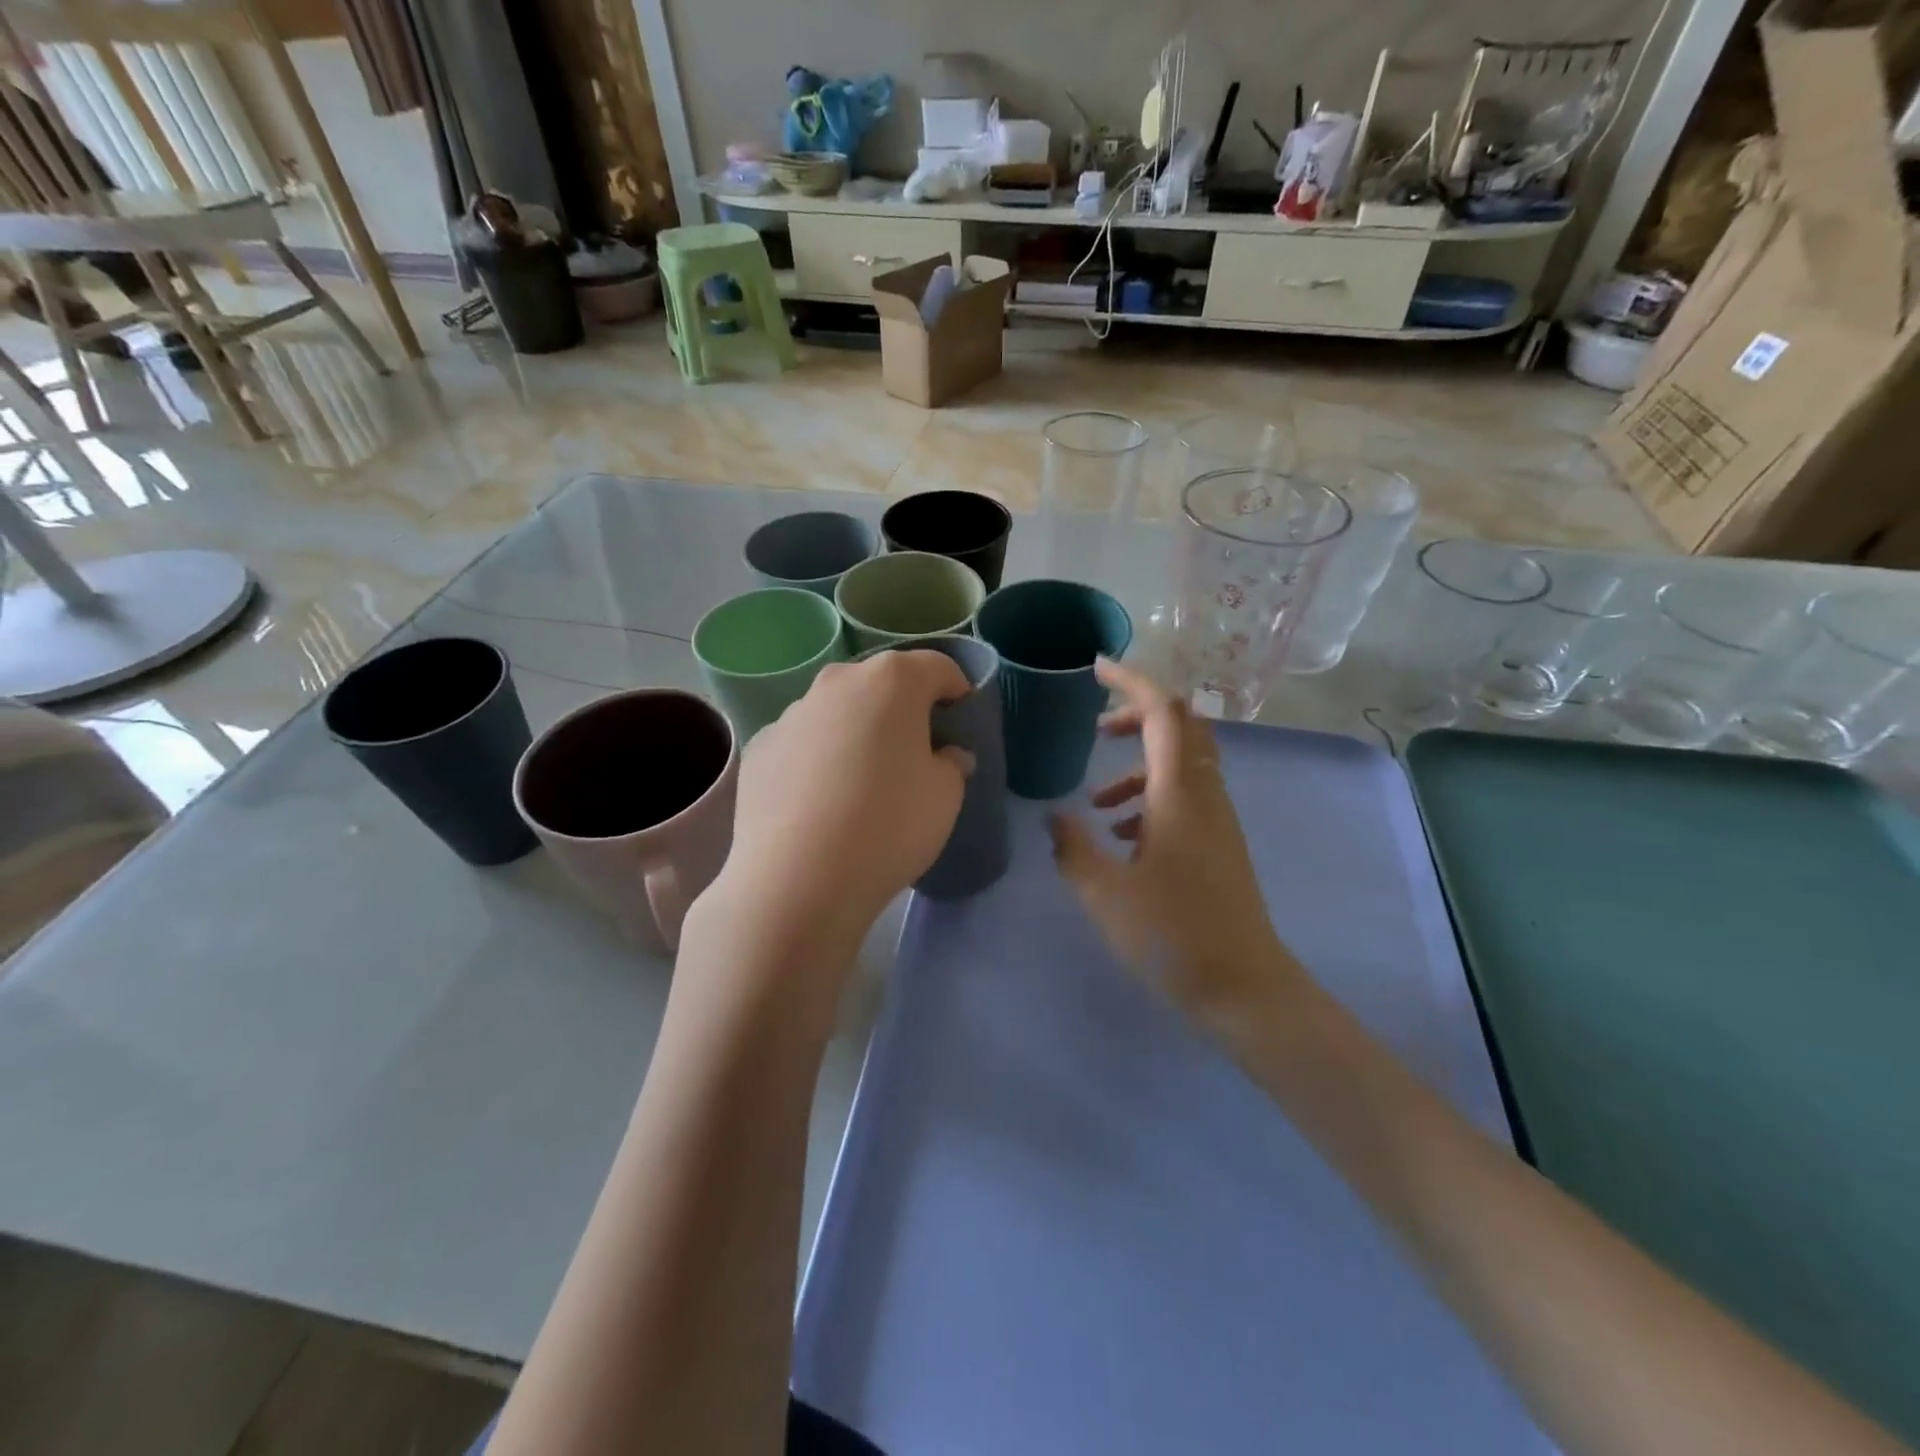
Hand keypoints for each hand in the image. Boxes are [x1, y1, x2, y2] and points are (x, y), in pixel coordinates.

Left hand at [709, 649, 974, 955]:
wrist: (797, 880)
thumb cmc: (889, 826)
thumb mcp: (945, 797)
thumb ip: (952, 765)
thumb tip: (946, 756)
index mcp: (892, 681)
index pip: (936, 667)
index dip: (956, 689)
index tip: (961, 718)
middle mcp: (838, 682)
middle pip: (881, 683)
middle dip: (902, 707)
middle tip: (915, 749)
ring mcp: (792, 713)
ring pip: (838, 710)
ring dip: (856, 730)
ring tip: (863, 779)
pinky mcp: (759, 747)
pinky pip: (803, 742)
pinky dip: (817, 757)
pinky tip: (821, 801)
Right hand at [1048, 658, 1305, 1025]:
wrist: (1245, 990)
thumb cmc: (1173, 936)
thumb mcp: (1104, 894)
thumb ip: (1073, 848)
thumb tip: (1056, 818)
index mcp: (1179, 793)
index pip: (1164, 711)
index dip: (1131, 681)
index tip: (1096, 669)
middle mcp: (1205, 795)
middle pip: (1181, 726)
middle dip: (1138, 714)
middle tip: (1097, 726)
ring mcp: (1217, 820)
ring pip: (1181, 764)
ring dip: (1139, 765)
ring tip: (1097, 801)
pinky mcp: (1219, 845)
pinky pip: (1185, 797)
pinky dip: (1151, 797)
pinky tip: (1122, 837)